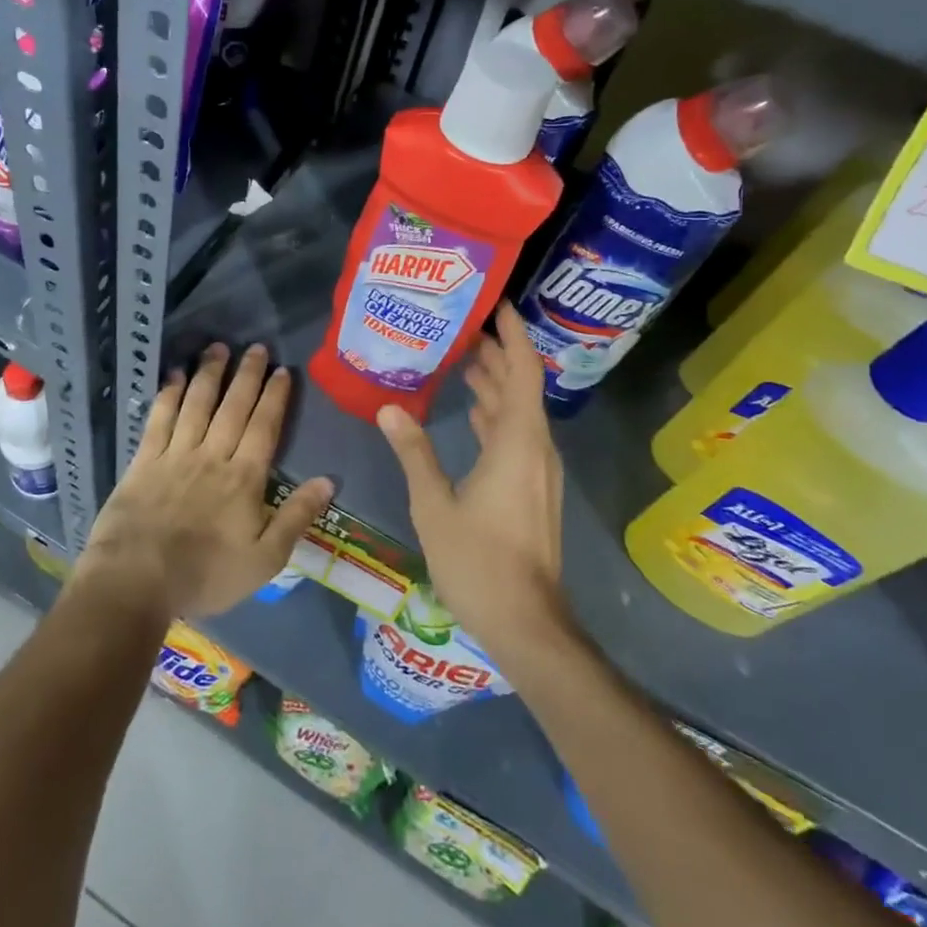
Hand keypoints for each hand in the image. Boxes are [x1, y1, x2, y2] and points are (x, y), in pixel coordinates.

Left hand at [78, 342, 333, 619]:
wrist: (137, 580)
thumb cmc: (206, 574)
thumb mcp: (265, 559)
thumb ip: (296, 516)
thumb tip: (329, 480)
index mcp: (244, 478)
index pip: (264, 427)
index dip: (274, 397)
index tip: (282, 370)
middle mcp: (212, 455)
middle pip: (233, 407)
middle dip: (247, 375)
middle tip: (256, 347)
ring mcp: (176, 454)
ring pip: (197, 404)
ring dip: (209, 374)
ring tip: (218, 348)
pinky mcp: (144, 461)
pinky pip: (159, 419)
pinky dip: (168, 394)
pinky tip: (174, 375)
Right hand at [376, 305, 567, 653]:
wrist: (526, 623)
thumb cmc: (479, 561)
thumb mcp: (434, 504)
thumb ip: (414, 451)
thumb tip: (389, 407)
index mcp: (517, 441)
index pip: (523, 370)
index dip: (512, 333)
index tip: (495, 302)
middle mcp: (535, 448)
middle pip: (521, 386)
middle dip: (497, 353)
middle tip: (462, 325)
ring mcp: (538, 470)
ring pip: (519, 412)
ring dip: (495, 384)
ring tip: (462, 359)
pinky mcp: (533, 489)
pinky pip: (516, 436)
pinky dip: (494, 415)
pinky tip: (470, 413)